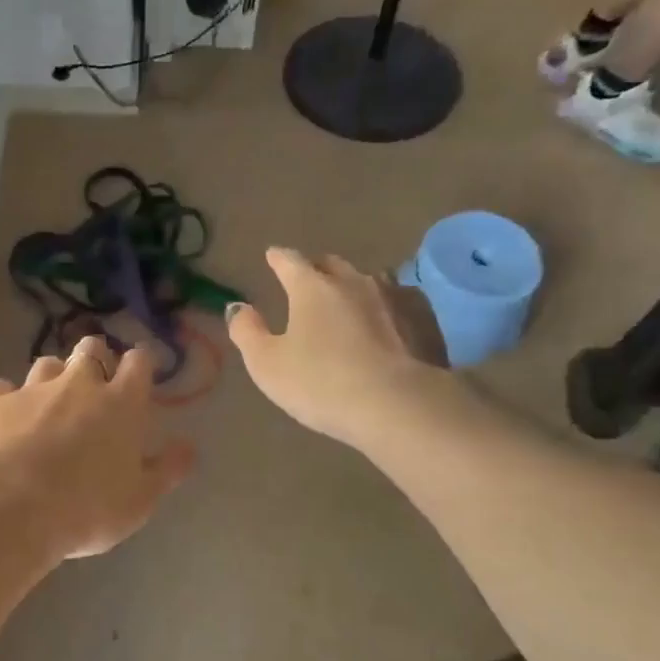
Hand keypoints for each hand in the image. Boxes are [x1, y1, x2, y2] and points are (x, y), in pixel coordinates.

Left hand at [0, 336, 195, 559]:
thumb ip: (167, 470)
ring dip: (53, 377)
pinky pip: (3, 389)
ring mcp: (32, 389)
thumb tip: (188, 446)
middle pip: (91, 349)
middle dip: (96, 359)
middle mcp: (78, 384)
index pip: (139, 362)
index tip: (139, 375)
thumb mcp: (139, 501)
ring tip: (50, 403)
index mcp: (121, 403)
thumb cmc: (85, 508)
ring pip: (46, 364)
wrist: (7, 508)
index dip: (140, 364)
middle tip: (94, 385)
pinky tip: (6, 419)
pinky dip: (8, 400)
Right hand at [226, 247, 438, 445]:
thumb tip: (237, 307)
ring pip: (368, 279)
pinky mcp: (422, 319)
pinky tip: (386, 319)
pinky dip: (385, 305)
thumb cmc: (320, 383)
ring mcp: (392, 297)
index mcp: (312, 288)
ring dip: (353, 285)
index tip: (272, 256)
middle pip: (331, 264)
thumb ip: (247, 332)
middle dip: (316, 267)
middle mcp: (353, 282)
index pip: (290, 262)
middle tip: (308, 276)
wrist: (396, 404)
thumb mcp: (267, 364)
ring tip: (347, 298)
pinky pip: (399, 300)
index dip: (278, 258)